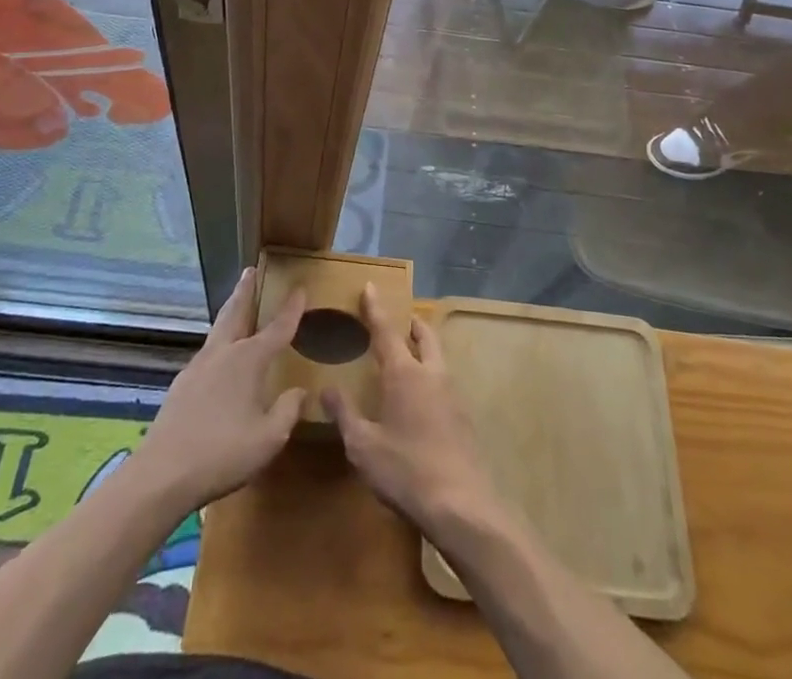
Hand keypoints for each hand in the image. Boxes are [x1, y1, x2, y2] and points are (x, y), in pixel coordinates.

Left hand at [135, 268, 305, 509]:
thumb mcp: (269, 438)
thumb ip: (288, 411)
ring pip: (218, 329)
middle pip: (236, 312)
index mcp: (248, 360)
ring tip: (236, 305)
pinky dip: (219, 342)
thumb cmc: (222, 453)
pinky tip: (219, 358)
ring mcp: (198, 367)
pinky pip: (207, 353)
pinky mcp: (181, 385)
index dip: (291, 309)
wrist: (162, 475)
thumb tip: (298, 392)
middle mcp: (223, 353)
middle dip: (246, 290)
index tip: (300, 289)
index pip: (277, 328)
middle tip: (251, 270)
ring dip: (230, 312)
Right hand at [323, 285, 497, 544]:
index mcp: (404, 374)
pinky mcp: (463, 418)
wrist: (462, 506)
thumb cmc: (406, 471)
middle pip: (424, 336)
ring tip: (408, 357)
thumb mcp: (363, 446)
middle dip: (411, 324)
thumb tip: (327, 388)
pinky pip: (445, 383)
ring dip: (424, 349)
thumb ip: (345, 414)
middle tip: (400, 320)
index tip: (370, 285)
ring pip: (438, 358)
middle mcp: (431, 374)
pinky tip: (422, 400)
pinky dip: (431, 377)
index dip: (375, 308)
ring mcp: (452, 395)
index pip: (386, 331)